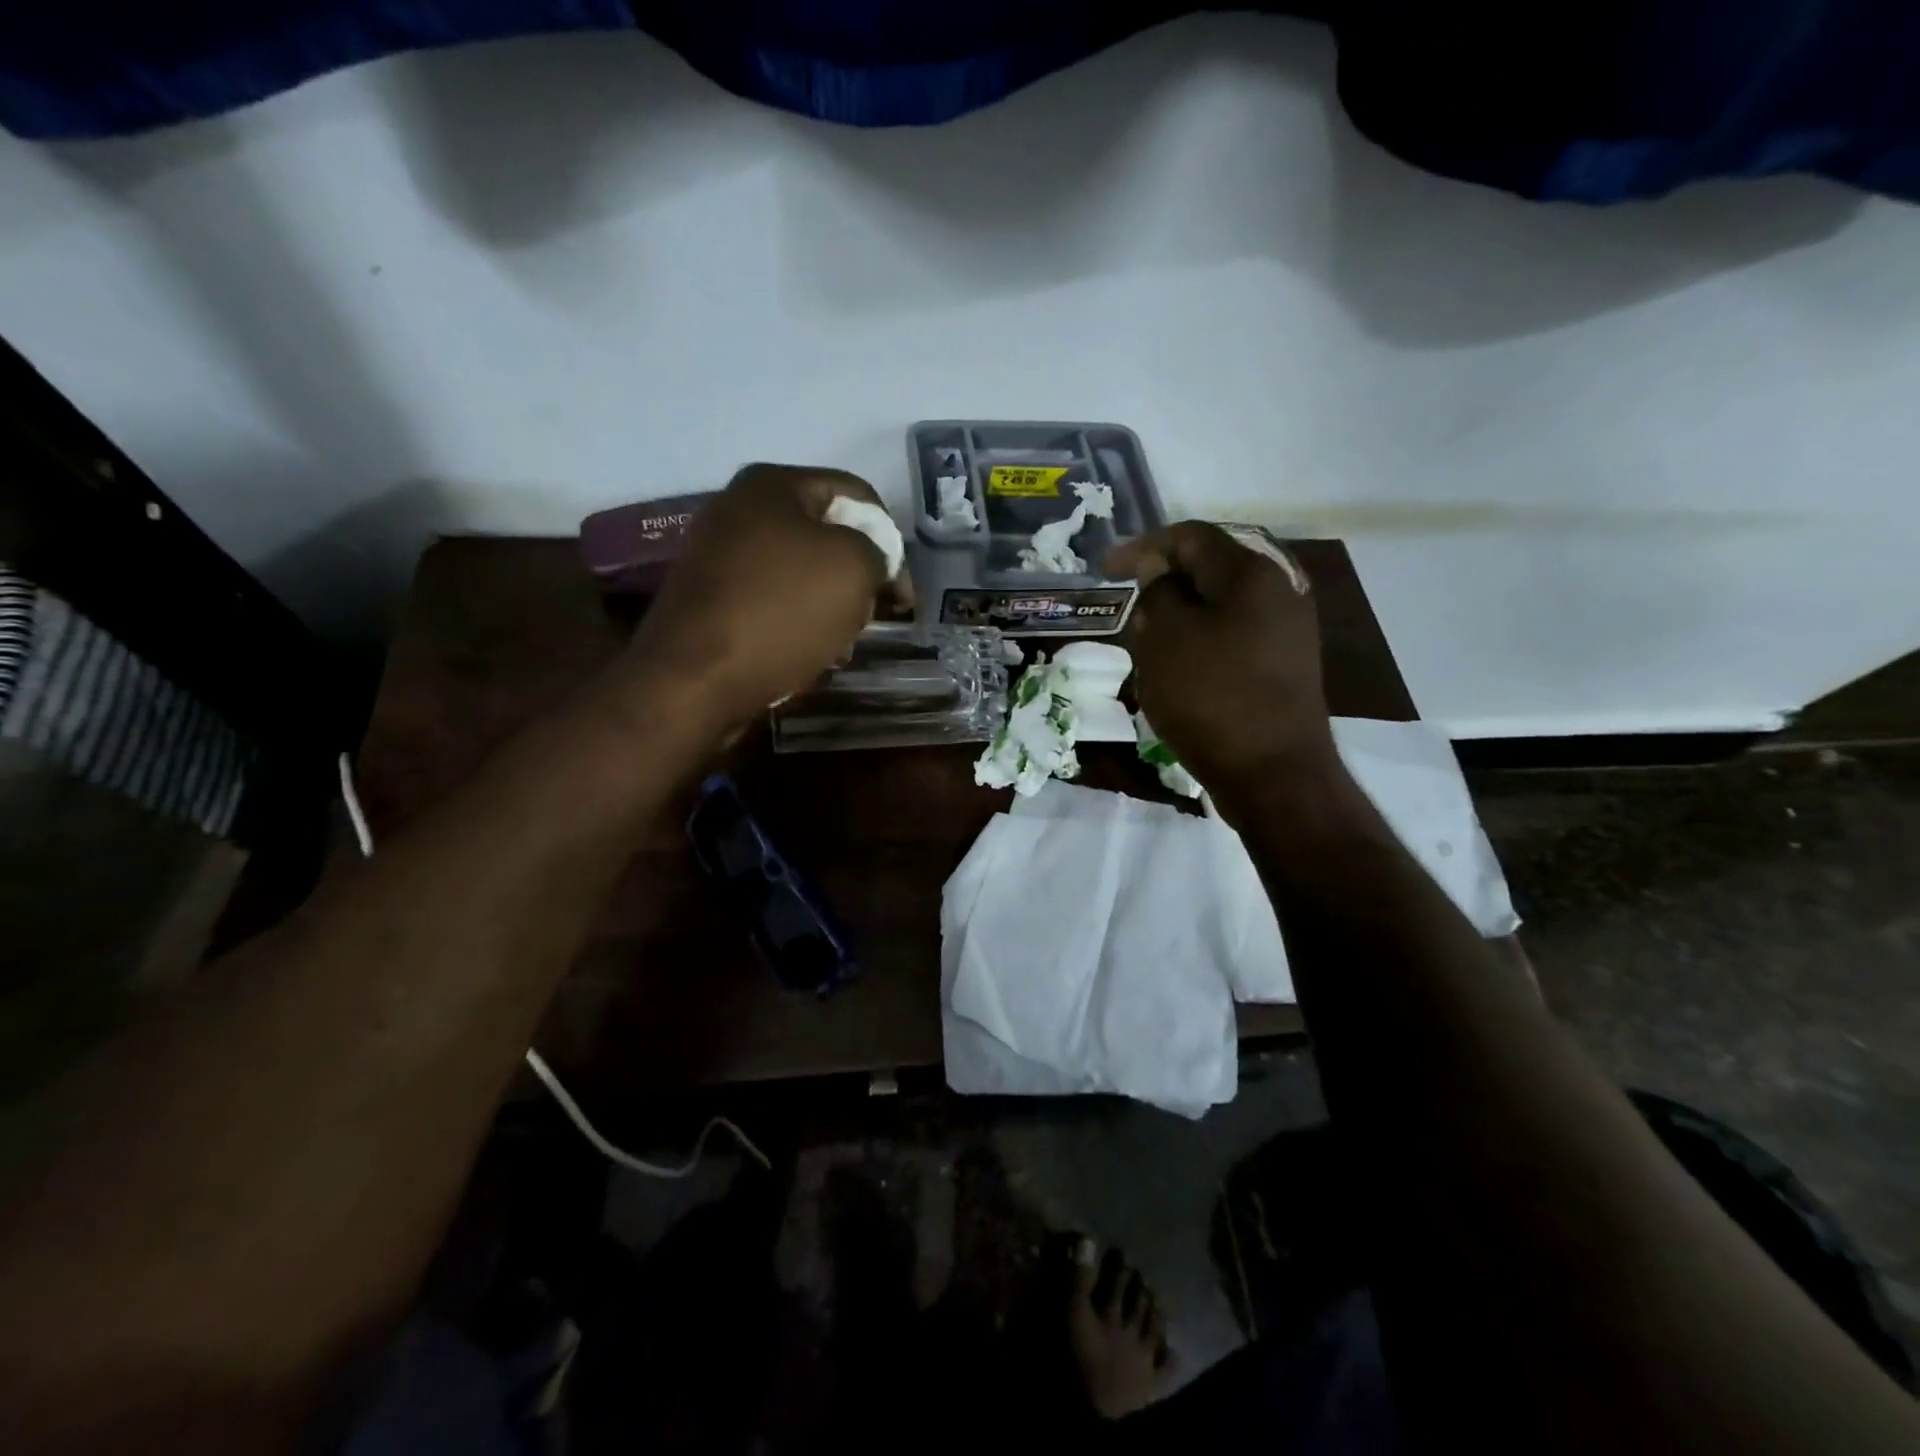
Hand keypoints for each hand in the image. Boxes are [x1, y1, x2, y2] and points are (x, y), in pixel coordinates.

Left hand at [622, 463, 909, 729]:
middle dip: (859, 576)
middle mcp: (739, 510)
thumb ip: (877, 551)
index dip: (891, 539)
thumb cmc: (781, 611)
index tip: (902, 592)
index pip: (855, 494)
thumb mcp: (852, 568)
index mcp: (772, 485)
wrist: (694, 680)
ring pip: (801, 573)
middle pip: (826, 535)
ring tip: (844, 643)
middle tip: (876, 616)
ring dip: (832, 606)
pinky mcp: (709, 600)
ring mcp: (718, 556)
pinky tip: (811, 654)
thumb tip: (870, 562)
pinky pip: (771, 602)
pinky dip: (798, 623)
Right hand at [1106, 522, 1334, 807]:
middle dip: (1163, 580)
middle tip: (1129, 602)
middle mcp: (1278, 589)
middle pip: (1209, 568)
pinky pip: (1235, 633)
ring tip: (1148, 637)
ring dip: (1181, 613)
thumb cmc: (1211, 698)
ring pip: (1221, 603)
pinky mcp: (1285, 662)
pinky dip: (1202, 638)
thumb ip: (1158, 593)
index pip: (1189, 537)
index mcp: (1250, 573)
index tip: (1105, 570)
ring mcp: (1287, 627)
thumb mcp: (1167, 640)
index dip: (1141, 547)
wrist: (1274, 773)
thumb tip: (1158, 570)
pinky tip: (1180, 664)